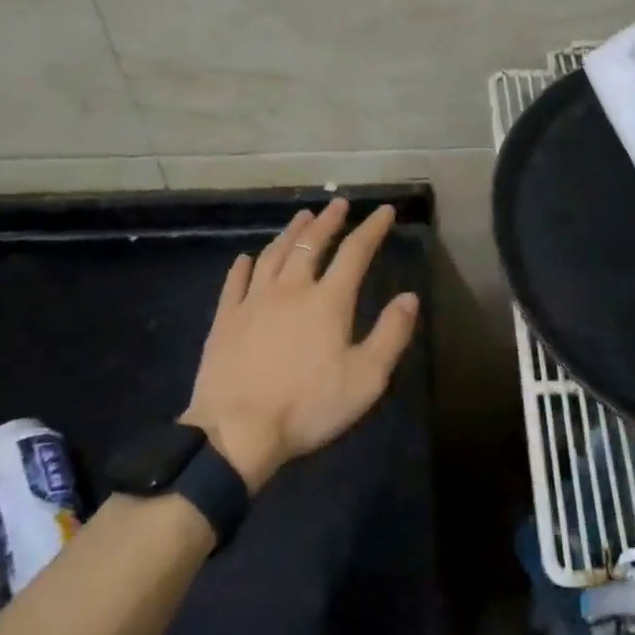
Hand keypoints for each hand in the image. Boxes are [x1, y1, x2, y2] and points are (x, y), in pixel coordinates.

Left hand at [180, 198, 418, 493]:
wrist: (237, 431)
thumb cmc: (308, 406)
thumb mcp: (366, 378)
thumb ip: (391, 334)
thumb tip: (409, 297)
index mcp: (328, 301)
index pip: (355, 253)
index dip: (372, 229)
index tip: (384, 210)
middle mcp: (291, 290)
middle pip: (311, 244)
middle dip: (328, 221)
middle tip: (338, 203)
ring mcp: (253, 302)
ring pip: (273, 255)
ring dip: (290, 233)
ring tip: (301, 218)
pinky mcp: (225, 320)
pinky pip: (235, 282)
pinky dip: (243, 266)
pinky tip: (246, 258)